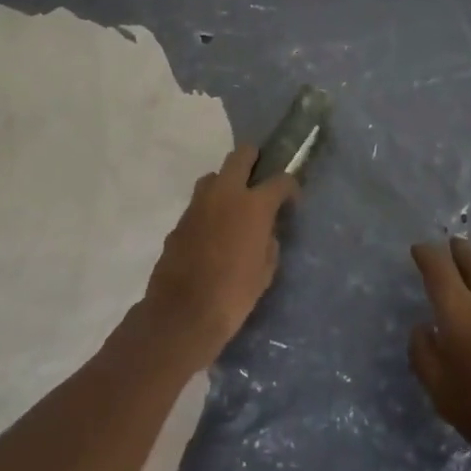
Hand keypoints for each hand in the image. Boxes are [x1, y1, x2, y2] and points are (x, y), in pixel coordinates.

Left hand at [140, 144, 296, 366]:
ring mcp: (198, 205)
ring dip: (226, 183)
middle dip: (253, 159)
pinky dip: (208, 210)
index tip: (292, 199)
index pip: (280, 180)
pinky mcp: (179, 221)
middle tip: (260, 176)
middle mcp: (225, 194)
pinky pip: (198, 204)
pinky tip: (211, 234)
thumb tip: (265, 234)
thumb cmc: (233, 295)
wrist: (182, 314)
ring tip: (233, 205)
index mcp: (253, 205)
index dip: (290, 186)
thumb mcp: (265, 272)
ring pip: (214, 176)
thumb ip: (268, 244)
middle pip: (240, 156)